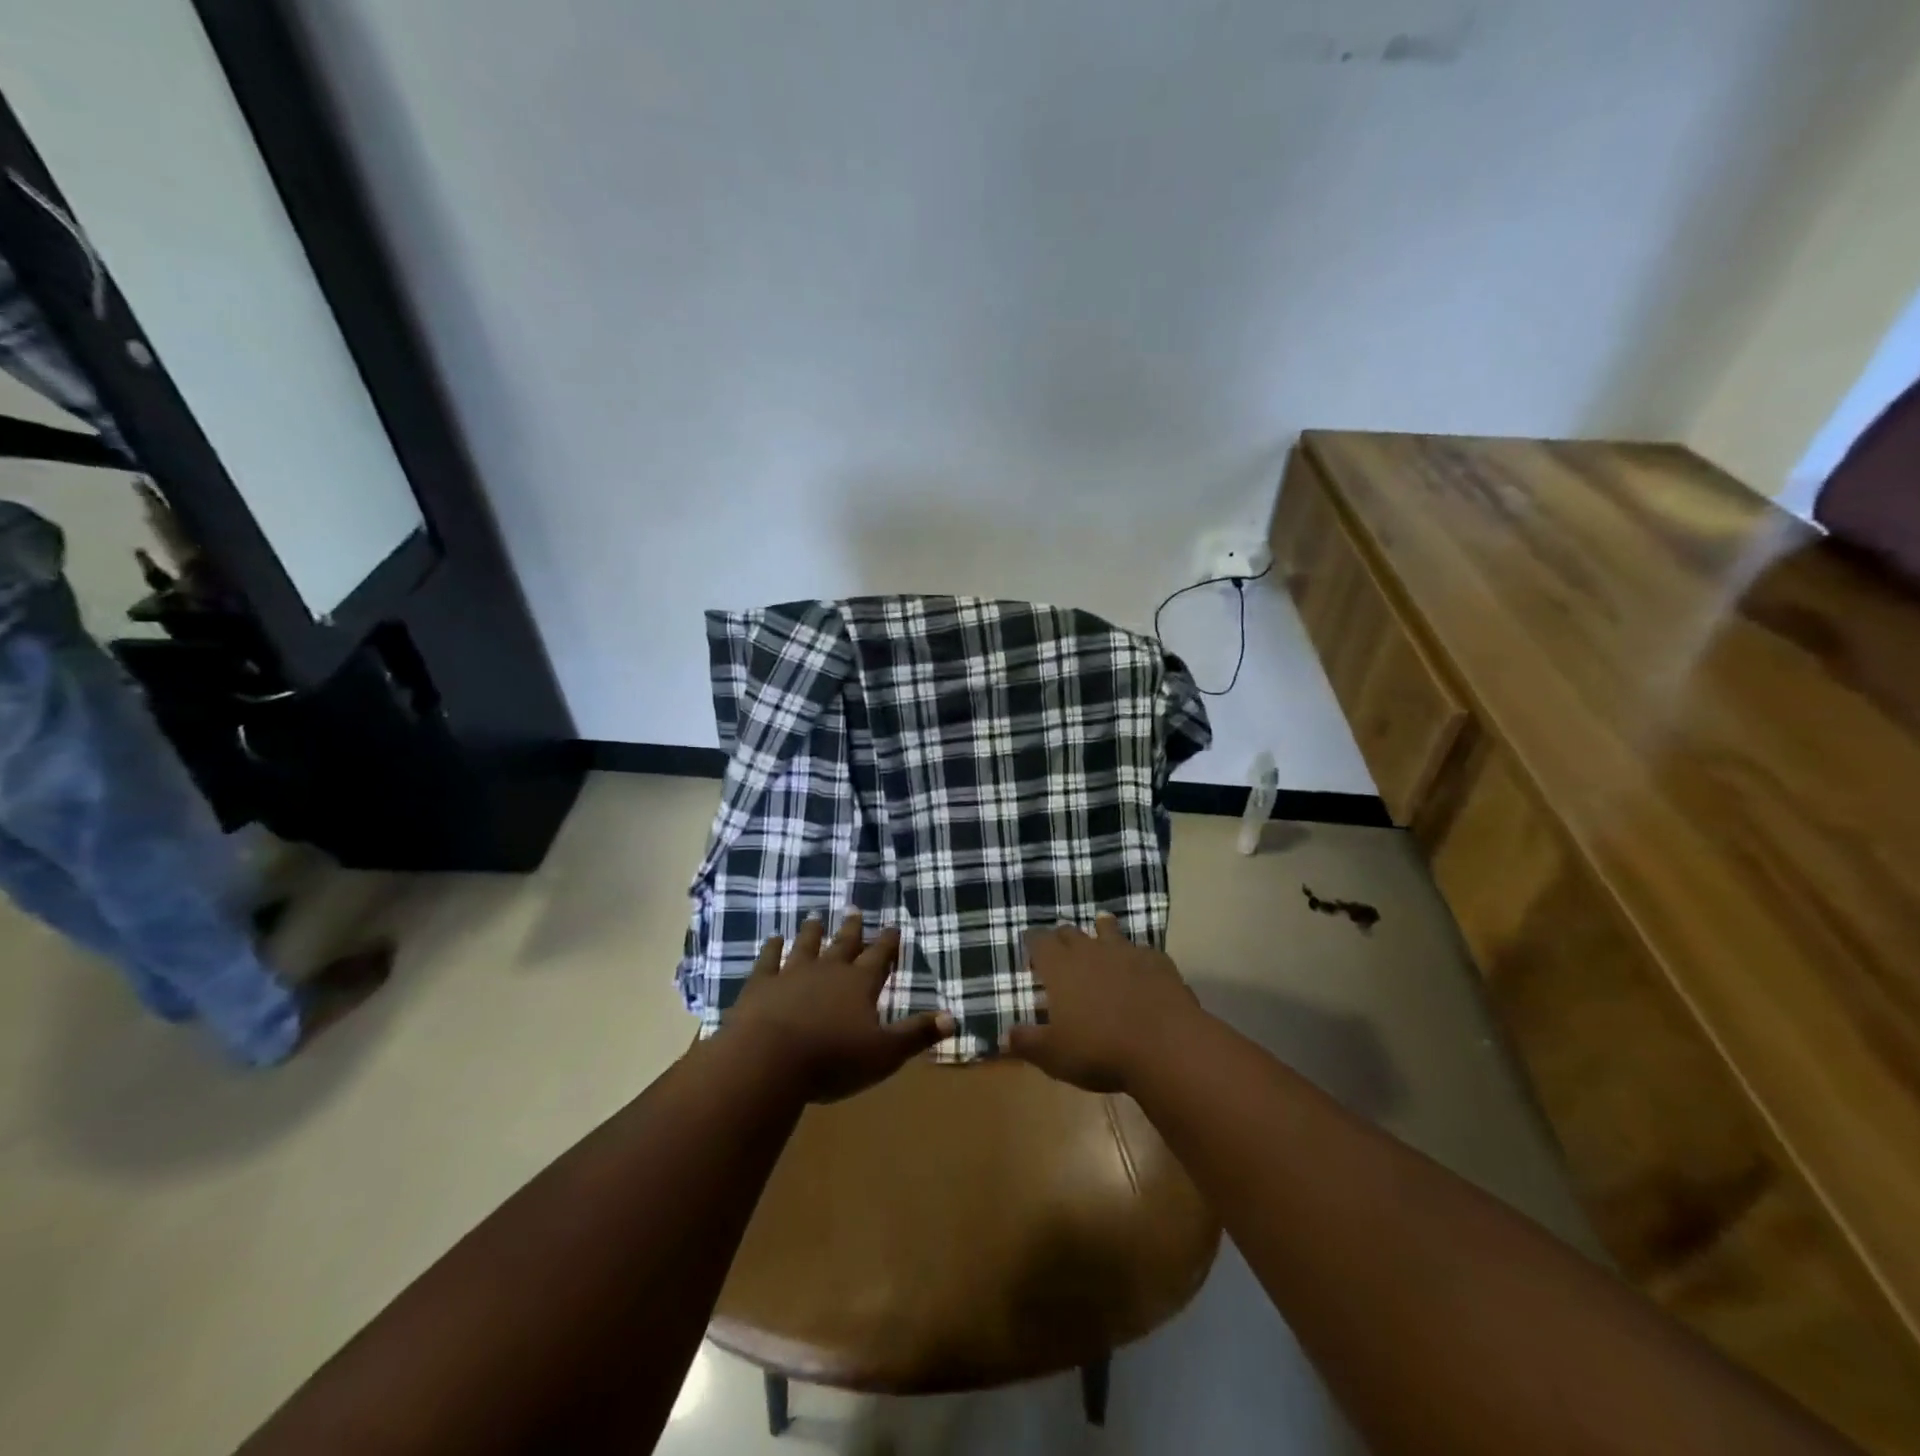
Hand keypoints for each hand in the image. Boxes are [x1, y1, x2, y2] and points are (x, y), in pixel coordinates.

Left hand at [726, 911, 954, 1102]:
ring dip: (812, 931)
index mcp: (860, 984)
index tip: (893, 927)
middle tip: (854, 911)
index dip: (888, 943)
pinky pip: (768, 960)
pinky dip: (771, 948)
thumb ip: (917, 1033)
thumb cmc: (832, 1059)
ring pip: (805, 945)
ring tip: (815, 917)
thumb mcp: (884, 1053)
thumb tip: (954, 1018)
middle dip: (852, 928)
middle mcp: (828, 970)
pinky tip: (773, 939)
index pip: (879, 957)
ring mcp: (792, 973)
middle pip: (843, 944)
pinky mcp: (761, 985)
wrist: (768, 1060)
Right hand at [1003, 914, 1204, 1093]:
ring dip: (1101, 930)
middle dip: (1062, 938)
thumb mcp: (1055, 1055)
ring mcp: (1126, 952)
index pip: (1038, 941)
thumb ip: (1027, 1043)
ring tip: (1101, 930)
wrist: (1166, 1046)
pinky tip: (1140, 965)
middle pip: (1070, 932)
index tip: (1030, 948)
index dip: (1032, 942)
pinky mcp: (1157, 961)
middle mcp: (1090, 950)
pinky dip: (1135, 955)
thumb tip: (1003, 1036)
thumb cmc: (1100, 1051)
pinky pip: (1142, 950)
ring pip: (1108, 930)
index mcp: (1060, 967)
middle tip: (1061, 949)